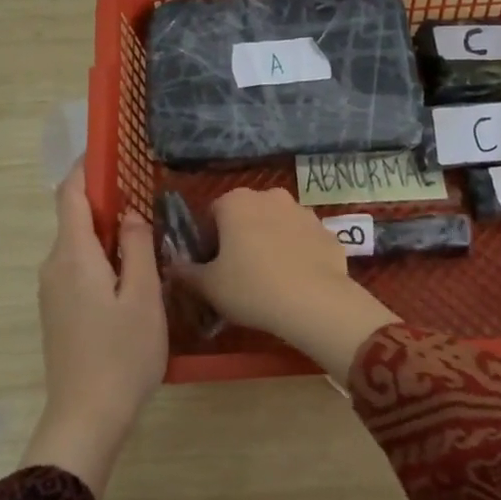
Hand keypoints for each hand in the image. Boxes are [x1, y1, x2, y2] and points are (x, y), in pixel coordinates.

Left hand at [21, 165, 167, 497]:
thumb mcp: (142, 297)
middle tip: (149, 199)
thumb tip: (132, 213)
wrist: (85, 417)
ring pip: (80, 246)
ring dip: (109, 234)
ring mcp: (52, 291)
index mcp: (72, 256)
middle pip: (75, 218)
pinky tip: (132, 276)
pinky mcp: (58, 312)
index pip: (69, 194)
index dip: (86, 168)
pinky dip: (103, 258)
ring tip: (149, 238)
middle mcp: (54, 266)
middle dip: (108, 203)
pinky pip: (79, 268)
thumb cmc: (121, 355)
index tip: (111, 150)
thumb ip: (138, 247)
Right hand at [174, 188, 397, 385]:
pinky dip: (297, 255)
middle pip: (247, 216)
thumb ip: (186, 272)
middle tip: (238, 274)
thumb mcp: (208, 286)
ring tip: (269, 280)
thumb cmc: (251, 288)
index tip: (212, 267)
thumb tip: (172, 266)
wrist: (315, 302)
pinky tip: (296, 282)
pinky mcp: (328, 232)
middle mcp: (270, 197)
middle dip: (241, 238)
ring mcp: (304, 212)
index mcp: (236, 202)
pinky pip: (304, 241)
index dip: (208, 242)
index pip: (212, 215)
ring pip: (277, 226)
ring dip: (270, 243)